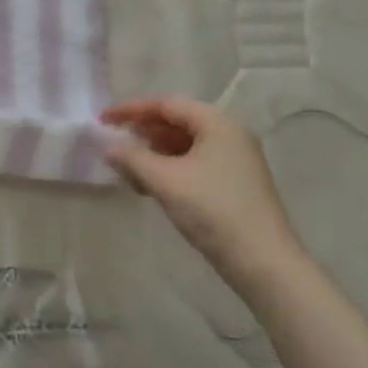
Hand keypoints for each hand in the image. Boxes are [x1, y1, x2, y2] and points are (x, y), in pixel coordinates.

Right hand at [100, 95, 302, 272]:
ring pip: (185, 145)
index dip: (131, 110)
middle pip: (177, 122)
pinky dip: (170, 168)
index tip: (103, 120)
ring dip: (154, 153)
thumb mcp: (166, 181)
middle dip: (143, 132)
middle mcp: (229, 134)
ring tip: (129, 170)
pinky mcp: (235, 183)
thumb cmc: (214, 211)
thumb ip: (133, 159)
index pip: (166, 105)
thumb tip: (108, 147)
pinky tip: (152, 185)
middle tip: (114, 144)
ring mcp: (235, 159)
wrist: (264, 263)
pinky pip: (195, 163)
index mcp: (217, 123)